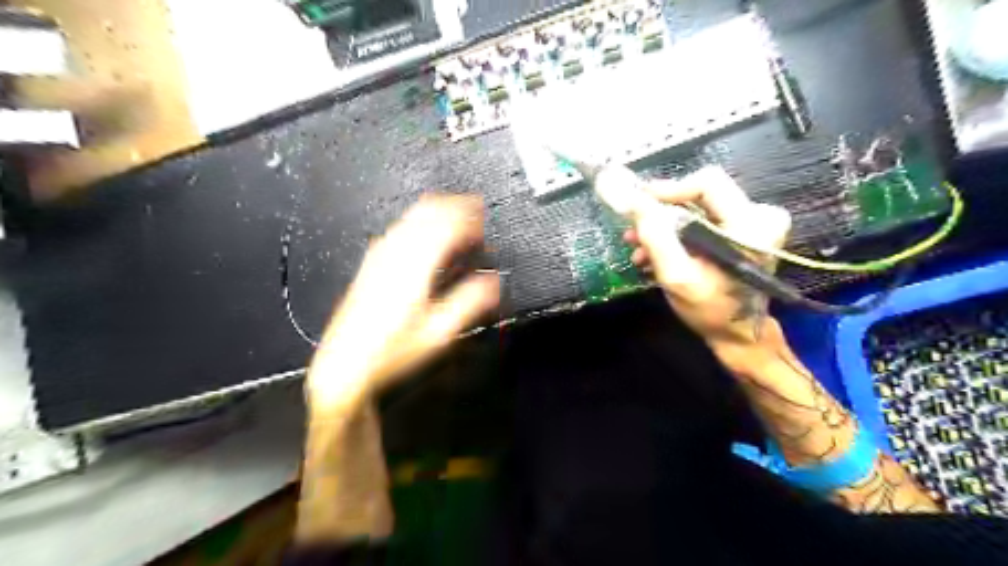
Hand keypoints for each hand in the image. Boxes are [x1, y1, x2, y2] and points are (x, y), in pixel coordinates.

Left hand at [306, 194, 497, 411]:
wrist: (346, 363)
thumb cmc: (393, 350)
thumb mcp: (439, 333)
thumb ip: (470, 302)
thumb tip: (493, 281)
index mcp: (416, 264)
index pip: (447, 223)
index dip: (470, 217)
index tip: (485, 223)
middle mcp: (396, 251)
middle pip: (429, 209)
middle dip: (456, 206)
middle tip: (476, 212)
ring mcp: (380, 254)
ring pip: (412, 214)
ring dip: (438, 210)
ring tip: (457, 219)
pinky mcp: (372, 262)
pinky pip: (400, 227)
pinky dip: (421, 221)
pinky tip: (426, 235)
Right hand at [624, 168, 796, 351]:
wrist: (739, 335)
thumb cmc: (711, 310)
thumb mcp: (677, 276)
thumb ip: (655, 236)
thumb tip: (633, 200)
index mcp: (751, 224)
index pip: (707, 183)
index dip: (669, 189)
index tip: (638, 204)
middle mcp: (759, 215)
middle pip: (700, 194)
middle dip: (661, 212)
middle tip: (633, 230)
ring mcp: (753, 223)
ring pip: (697, 208)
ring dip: (664, 227)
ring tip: (639, 249)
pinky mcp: (744, 232)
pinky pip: (703, 220)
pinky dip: (676, 234)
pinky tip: (654, 254)